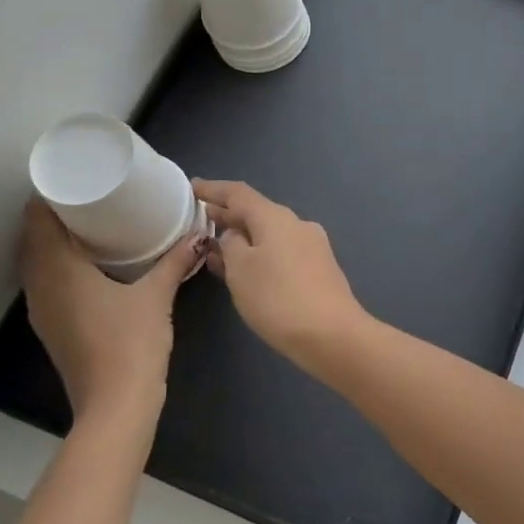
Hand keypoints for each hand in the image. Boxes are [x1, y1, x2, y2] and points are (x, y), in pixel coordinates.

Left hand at [18, 199, 204, 426]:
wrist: (115, 406)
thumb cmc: (131, 344)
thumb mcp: (157, 296)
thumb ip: (176, 261)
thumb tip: (200, 234)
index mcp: (59, 271)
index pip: (38, 220)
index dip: (49, 195)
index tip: (75, 178)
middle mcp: (41, 286)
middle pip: (32, 239)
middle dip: (54, 214)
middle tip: (89, 196)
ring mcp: (42, 309)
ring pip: (36, 262)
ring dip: (53, 241)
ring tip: (89, 223)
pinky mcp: (52, 326)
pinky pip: (46, 281)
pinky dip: (58, 264)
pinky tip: (89, 264)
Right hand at [192, 180, 366, 364]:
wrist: (332, 335)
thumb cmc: (278, 299)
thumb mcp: (241, 270)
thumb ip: (230, 246)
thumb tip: (234, 236)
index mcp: (276, 217)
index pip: (238, 193)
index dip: (213, 190)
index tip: (191, 188)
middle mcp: (297, 224)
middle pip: (256, 212)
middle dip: (227, 215)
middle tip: (198, 219)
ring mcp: (312, 246)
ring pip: (269, 233)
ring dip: (243, 237)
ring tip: (215, 246)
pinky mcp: (319, 268)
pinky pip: (281, 250)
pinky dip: (259, 253)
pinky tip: (244, 268)